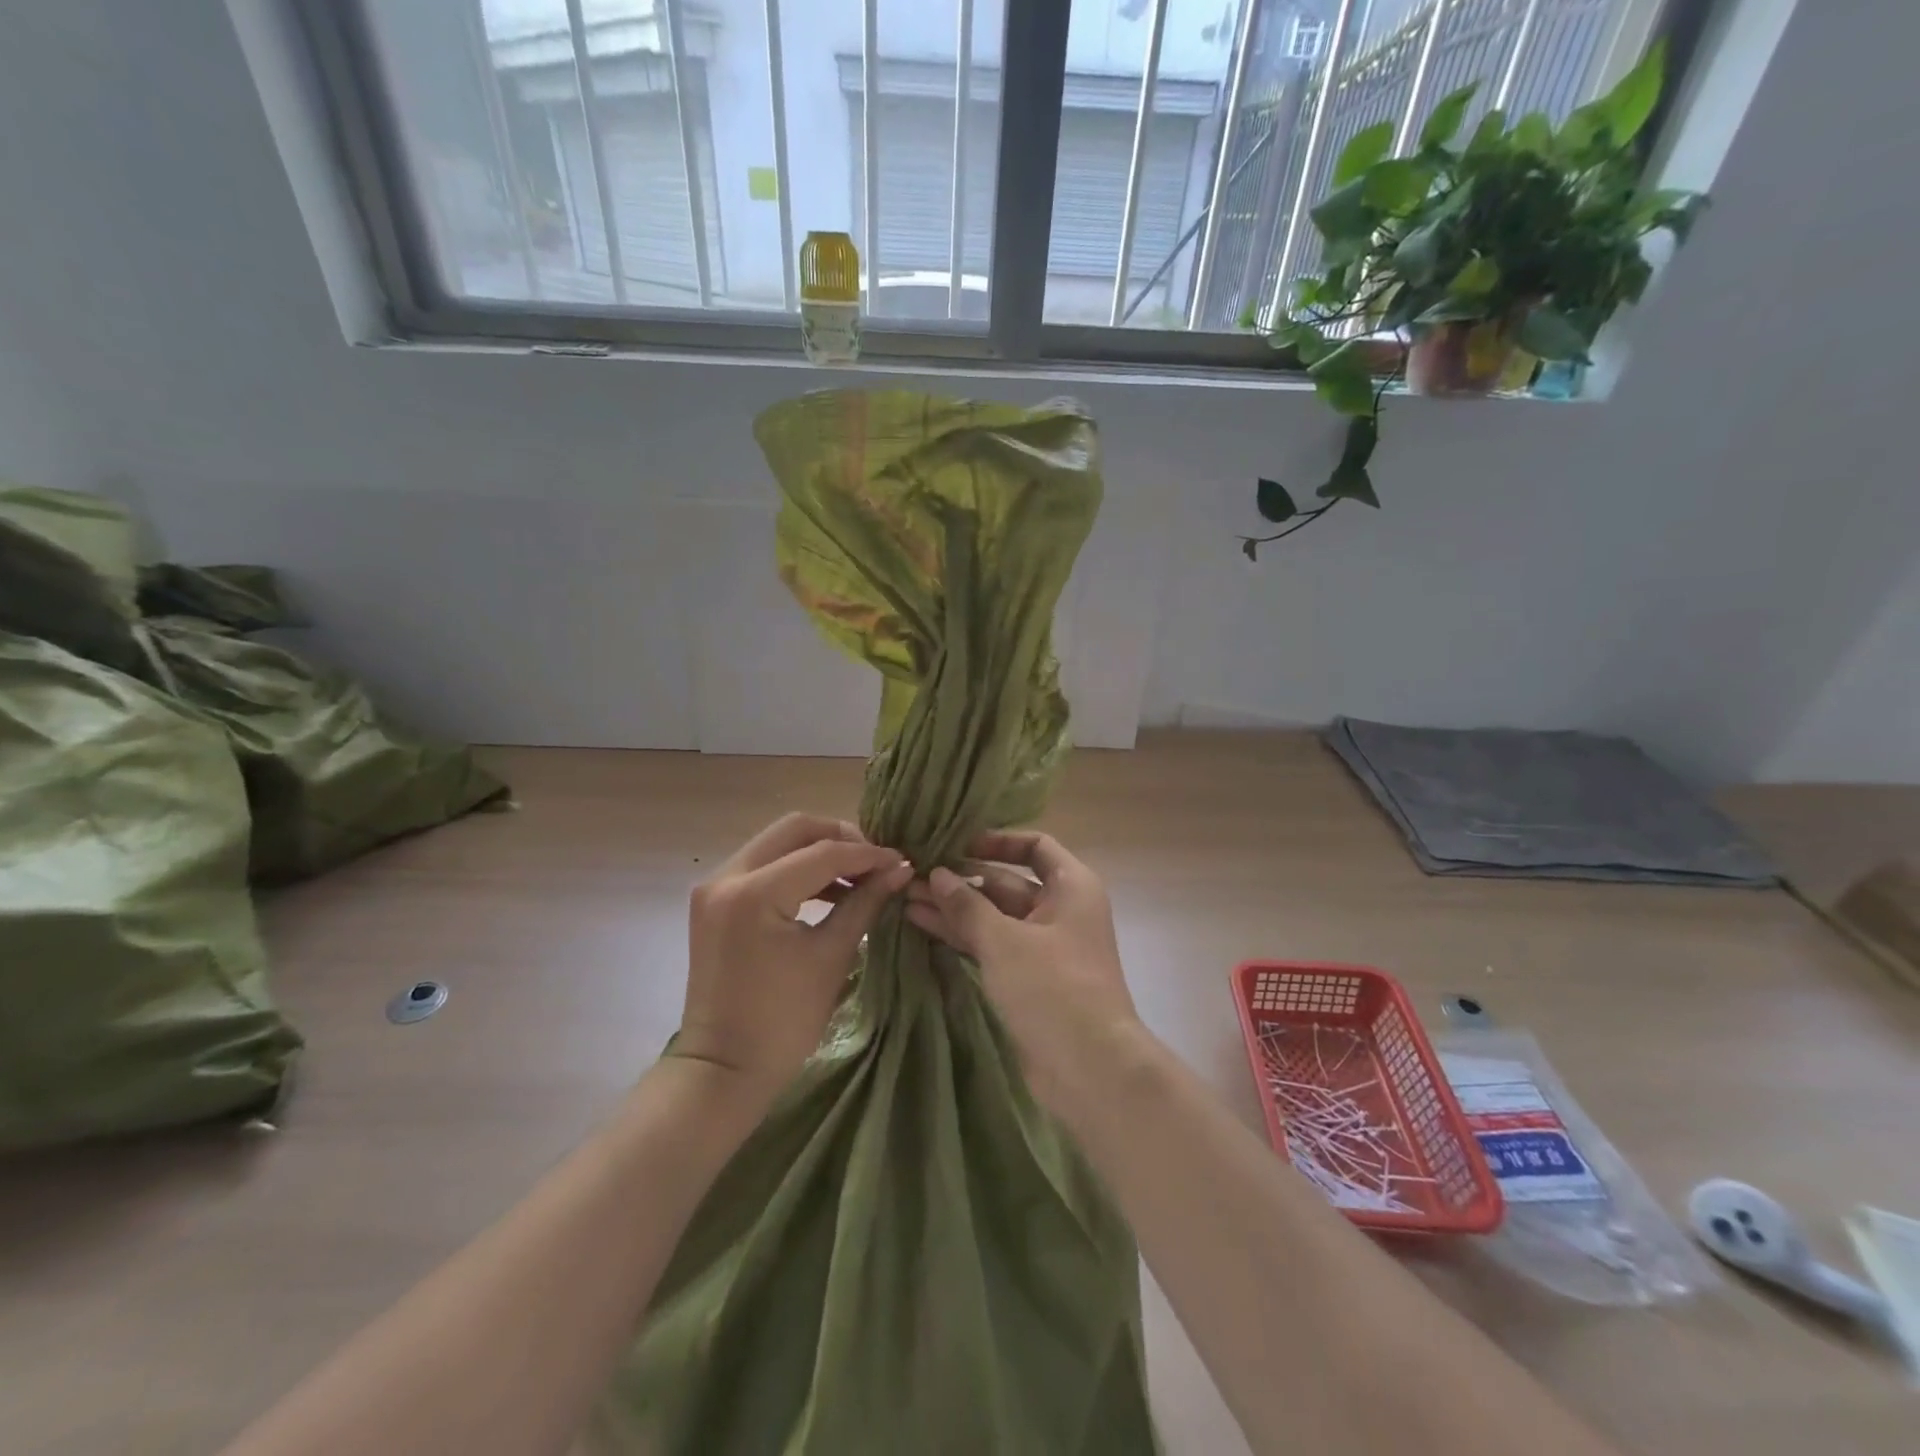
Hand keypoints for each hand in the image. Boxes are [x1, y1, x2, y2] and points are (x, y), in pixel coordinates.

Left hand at [676, 813, 911, 1101]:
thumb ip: (864, 902)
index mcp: (754, 893)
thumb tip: (899, 870)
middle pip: (794, 829)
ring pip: (777, 842)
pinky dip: (796, 869)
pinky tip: (828, 890)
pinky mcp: (714, 900)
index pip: (822, 853)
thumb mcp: (831, 956)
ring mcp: (715, 886)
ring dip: (818, 851)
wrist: (723, 1069)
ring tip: (858, 876)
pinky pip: (763, 865)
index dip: (867, 854)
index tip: (900, 861)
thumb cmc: (784, 1022)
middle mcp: (727, 876)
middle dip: (841, 838)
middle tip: (875, 861)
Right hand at [905, 831, 1141, 1114]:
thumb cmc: (1054, 988)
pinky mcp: (1028, 980)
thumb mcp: (1005, 940)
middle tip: (913, 874)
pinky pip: (991, 947)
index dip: (997, 840)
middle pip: (1007, 883)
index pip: (1035, 846)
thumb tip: (937, 874)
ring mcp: (1043, 948)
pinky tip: (923, 927)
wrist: (1090, 1069)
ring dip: (954, 909)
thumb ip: (968, 905)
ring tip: (906, 898)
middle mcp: (1060, 911)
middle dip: (961, 880)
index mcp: (1071, 887)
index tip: (956, 844)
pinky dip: (962, 937)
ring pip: (994, 917)